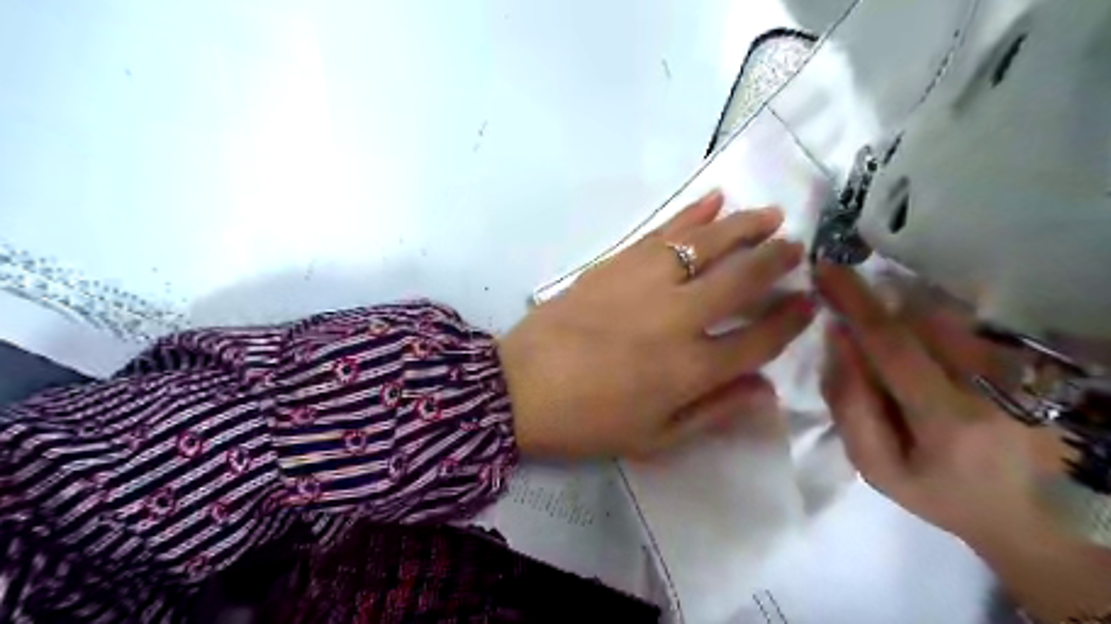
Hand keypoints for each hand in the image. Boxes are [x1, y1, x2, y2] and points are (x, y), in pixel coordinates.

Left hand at [497, 189, 813, 456]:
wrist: (520, 388)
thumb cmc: (588, 421)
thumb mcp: (655, 438)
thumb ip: (714, 413)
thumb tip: (767, 391)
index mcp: (691, 369)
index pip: (760, 339)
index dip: (791, 320)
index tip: (810, 302)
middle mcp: (678, 318)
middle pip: (742, 279)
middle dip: (777, 261)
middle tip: (796, 249)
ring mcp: (645, 283)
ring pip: (708, 244)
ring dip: (745, 226)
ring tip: (771, 215)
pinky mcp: (616, 263)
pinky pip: (662, 231)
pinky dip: (692, 212)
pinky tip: (714, 198)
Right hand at [815, 263, 1067, 546]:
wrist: (1025, 513)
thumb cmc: (937, 492)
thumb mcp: (875, 465)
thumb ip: (849, 403)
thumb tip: (837, 337)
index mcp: (947, 419)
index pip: (893, 344)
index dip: (856, 302)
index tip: (827, 269)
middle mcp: (990, 384)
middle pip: (919, 318)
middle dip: (874, 305)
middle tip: (844, 305)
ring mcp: (1015, 368)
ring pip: (942, 315)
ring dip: (900, 312)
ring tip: (886, 346)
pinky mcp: (1025, 361)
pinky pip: (961, 322)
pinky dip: (925, 321)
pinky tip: (918, 350)